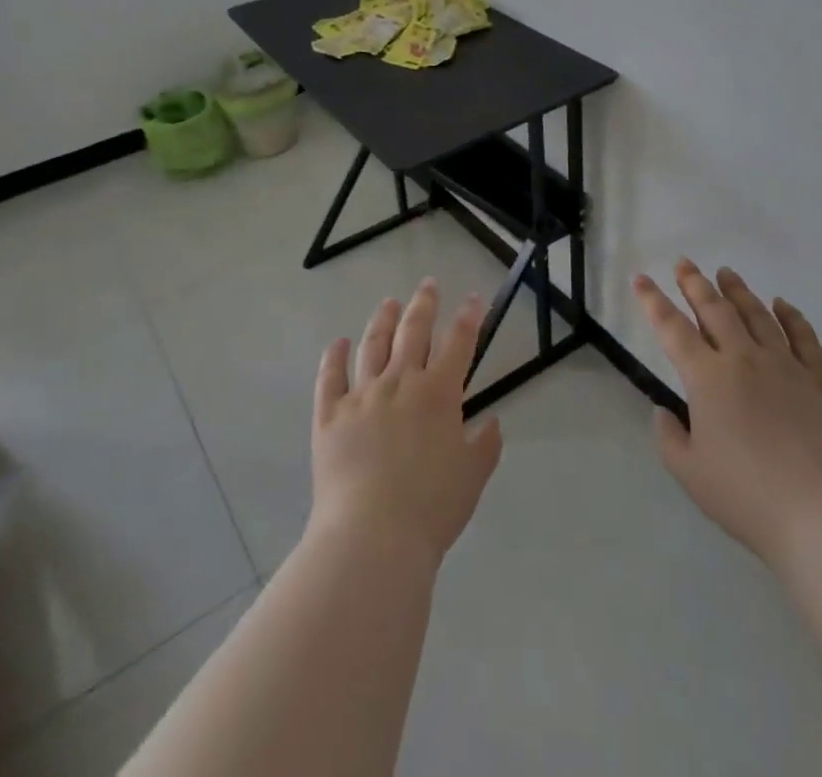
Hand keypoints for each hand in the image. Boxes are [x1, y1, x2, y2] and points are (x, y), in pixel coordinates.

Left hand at [309, 279, 503, 566]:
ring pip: (373, 345)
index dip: (469, 317)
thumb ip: (484, 446)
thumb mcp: (472, 478)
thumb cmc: (431, 509)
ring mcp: (362, 395)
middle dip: (424, 304)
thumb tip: (491, 422)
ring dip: (383, 320)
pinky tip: (338, 343)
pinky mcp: (330, 415)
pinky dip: (334, 357)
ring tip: (389, 303)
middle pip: (413, 331)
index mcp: (439, 394)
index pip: (459, 343)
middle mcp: (400, 382)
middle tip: (428, 284)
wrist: (372, 536)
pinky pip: (330, 377)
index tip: (474, 298)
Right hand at [633, 258, 821, 569]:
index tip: (640, 277)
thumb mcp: (690, 473)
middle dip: (695, 283)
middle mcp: (743, 359)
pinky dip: (791, 317)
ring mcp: (785, 366)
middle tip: (684, 262)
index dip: (653, 300)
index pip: (672, 328)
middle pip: (715, 310)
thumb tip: (664, 410)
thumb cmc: (748, 495)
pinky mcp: (819, 381)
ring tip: (726, 272)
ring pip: (757, 315)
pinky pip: (804, 338)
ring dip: (738, 291)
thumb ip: (669, 437)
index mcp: (707, 378)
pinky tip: (782, 304)